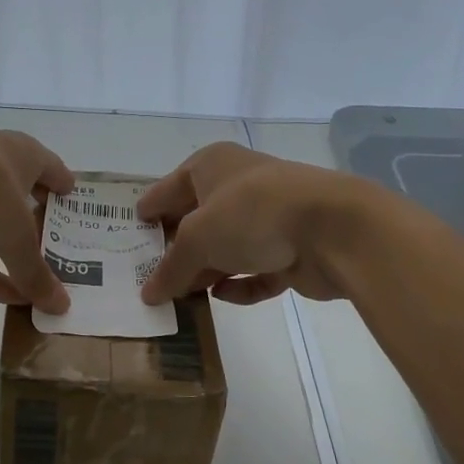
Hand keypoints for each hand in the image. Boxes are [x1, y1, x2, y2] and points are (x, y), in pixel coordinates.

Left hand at [0, 119, 74, 311]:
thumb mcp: (17, 235)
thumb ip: (37, 271)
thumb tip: (61, 306)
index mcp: (18, 153)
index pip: (49, 167)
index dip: (63, 186)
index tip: (77, 204)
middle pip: (18, 198)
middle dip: (37, 224)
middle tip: (63, 250)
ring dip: (10, 256)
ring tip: (40, 282)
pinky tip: (10, 299)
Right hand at [137, 143, 365, 305]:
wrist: (333, 229)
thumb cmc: (252, 214)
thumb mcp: (197, 239)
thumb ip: (171, 268)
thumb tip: (148, 294)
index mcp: (211, 165)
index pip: (169, 187)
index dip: (149, 209)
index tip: (130, 233)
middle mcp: (239, 186)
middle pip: (198, 219)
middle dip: (177, 247)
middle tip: (149, 274)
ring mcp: (268, 217)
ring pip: (228, 247)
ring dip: (207, 271)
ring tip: (181, 296)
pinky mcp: (291, 249)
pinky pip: (256, 270)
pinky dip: (240, 284)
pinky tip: (222, 298)